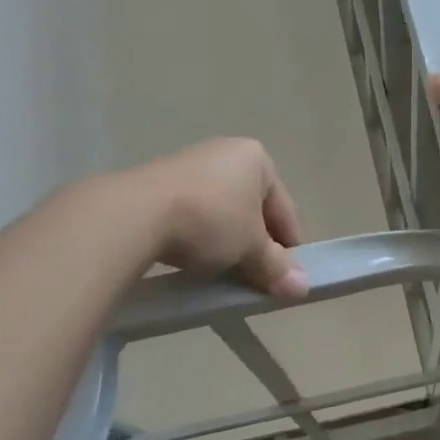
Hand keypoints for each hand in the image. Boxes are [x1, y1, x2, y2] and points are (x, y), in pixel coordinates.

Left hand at [134, 139, 307, 297]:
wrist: (137, 214)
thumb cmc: (211, 221)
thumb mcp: (251, 248)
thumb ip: (277, 266)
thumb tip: (302, 287)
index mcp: (257, 159)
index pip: (284, 208)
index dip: (288, 245)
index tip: (285, 276)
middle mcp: (225, 152)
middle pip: (252, 208)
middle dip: (255, 243)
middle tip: (255, 277)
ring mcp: (189, 163)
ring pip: (221, 211)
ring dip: (226, 241)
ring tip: (222, 272)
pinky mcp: (158, 181)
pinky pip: (192, 212)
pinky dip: (198, 236)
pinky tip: (193, 258)